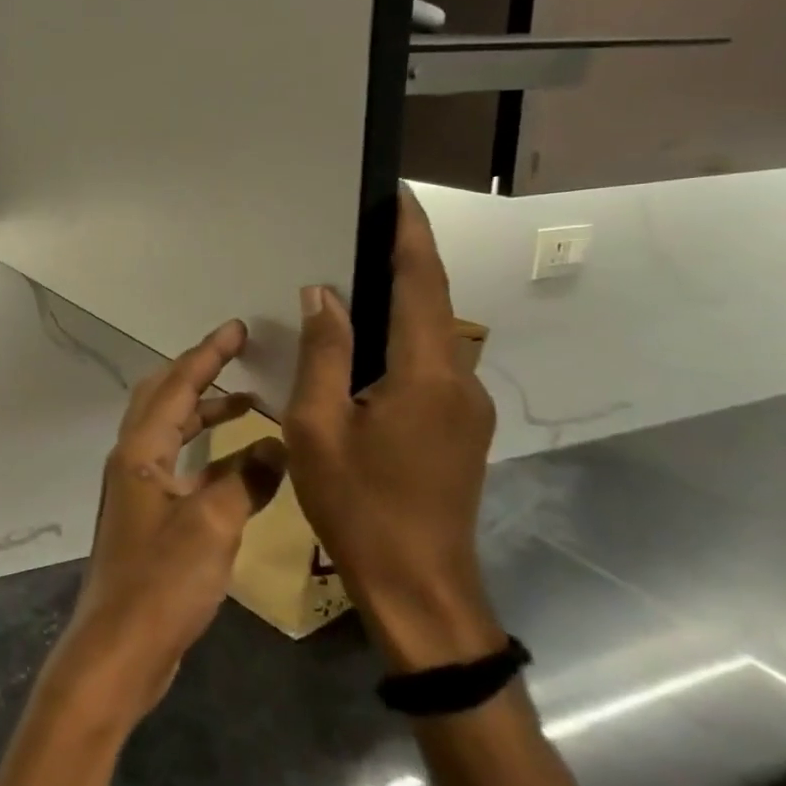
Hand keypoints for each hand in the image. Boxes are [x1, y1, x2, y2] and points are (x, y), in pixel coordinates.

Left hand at [45, 321, 285, 731]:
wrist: (118, 647)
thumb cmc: (161, 582)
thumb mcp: (212, 526)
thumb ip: (247, 480)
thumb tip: (279, 443)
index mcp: (139, 450)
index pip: (176, 385)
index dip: (207, 354)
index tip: (236, 328)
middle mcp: (132, 459)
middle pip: (164, 398)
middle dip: (200, 373)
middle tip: (239, 356)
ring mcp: (138, 488)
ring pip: (172, 432)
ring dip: (205, 413)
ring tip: (249, 403)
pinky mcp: (149, 516)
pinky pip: (180, 464)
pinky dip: (207, 453)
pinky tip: (239, 463)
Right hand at [282, 189, 504, 673]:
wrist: (421, 590)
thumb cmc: (359, 506)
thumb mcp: (318, 427)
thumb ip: (324, 353)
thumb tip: (322, 292)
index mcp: (426, 375)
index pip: (421, 283)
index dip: (410, 236)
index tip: (397, 195)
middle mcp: (459, 381)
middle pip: (431, 305)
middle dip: (403, 261)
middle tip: (360, 230)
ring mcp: (466, 409)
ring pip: (431, 337)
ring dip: (400, 302)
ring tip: (353, 280)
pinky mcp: (460, 430)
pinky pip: (429, 366)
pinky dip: (399, 340)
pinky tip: (363, 348)